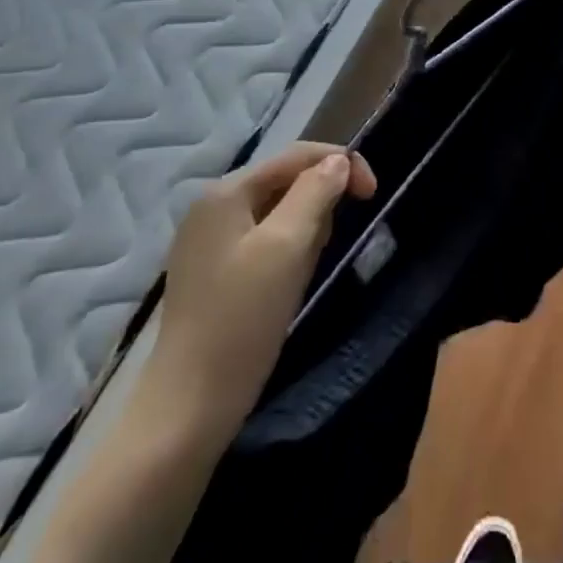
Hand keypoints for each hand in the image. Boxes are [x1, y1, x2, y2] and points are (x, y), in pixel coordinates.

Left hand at [147, 141, 375, 440]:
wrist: (189, 407)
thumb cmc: (243, 319)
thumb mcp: (288, 246)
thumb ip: (315, 193)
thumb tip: (338, 162)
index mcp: (226, 192)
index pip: (297, 155)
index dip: (341, 164)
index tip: (373, 195)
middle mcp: (213, 207)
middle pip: (286, 180)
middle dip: (319, 203)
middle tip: (328, 244)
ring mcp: (209, 241)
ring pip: (278, 212)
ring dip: (305, 230)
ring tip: (304, 270)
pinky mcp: (213, 272)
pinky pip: (264, 241)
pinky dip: (287, 252)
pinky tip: (286, 284)